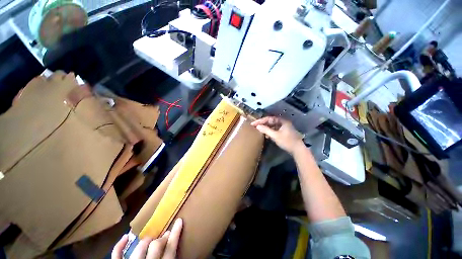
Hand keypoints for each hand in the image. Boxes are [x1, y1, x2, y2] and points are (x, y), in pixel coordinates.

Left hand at [112, 218, 182, 258]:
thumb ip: (170, 257)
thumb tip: (173, 242)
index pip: (171, 248)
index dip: (176, 233)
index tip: (179, 220)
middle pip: (156, 246)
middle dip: (162, 238)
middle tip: (165, 234)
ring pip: (139, 249)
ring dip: (146, 241)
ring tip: (150, 239)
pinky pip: (117, 256)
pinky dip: (119, 246)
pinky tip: (126, 236)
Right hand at [251, 116, 303, 154]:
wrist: (298, 150)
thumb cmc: (287, 141)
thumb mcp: (275, 136)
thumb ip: (266, 130)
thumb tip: (257, 126)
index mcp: (282, 121)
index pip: (269, 118)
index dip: (260, 121)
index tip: (253, 124)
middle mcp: (283, 123)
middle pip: (271, 121)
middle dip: (263, 124)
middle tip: (255, 126)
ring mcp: (284, 127)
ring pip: (272, 125)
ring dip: (266, 128)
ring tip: (259, 130)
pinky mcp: (284, 132)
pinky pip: (275, 129)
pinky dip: (270, 131)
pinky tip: (266, 135)